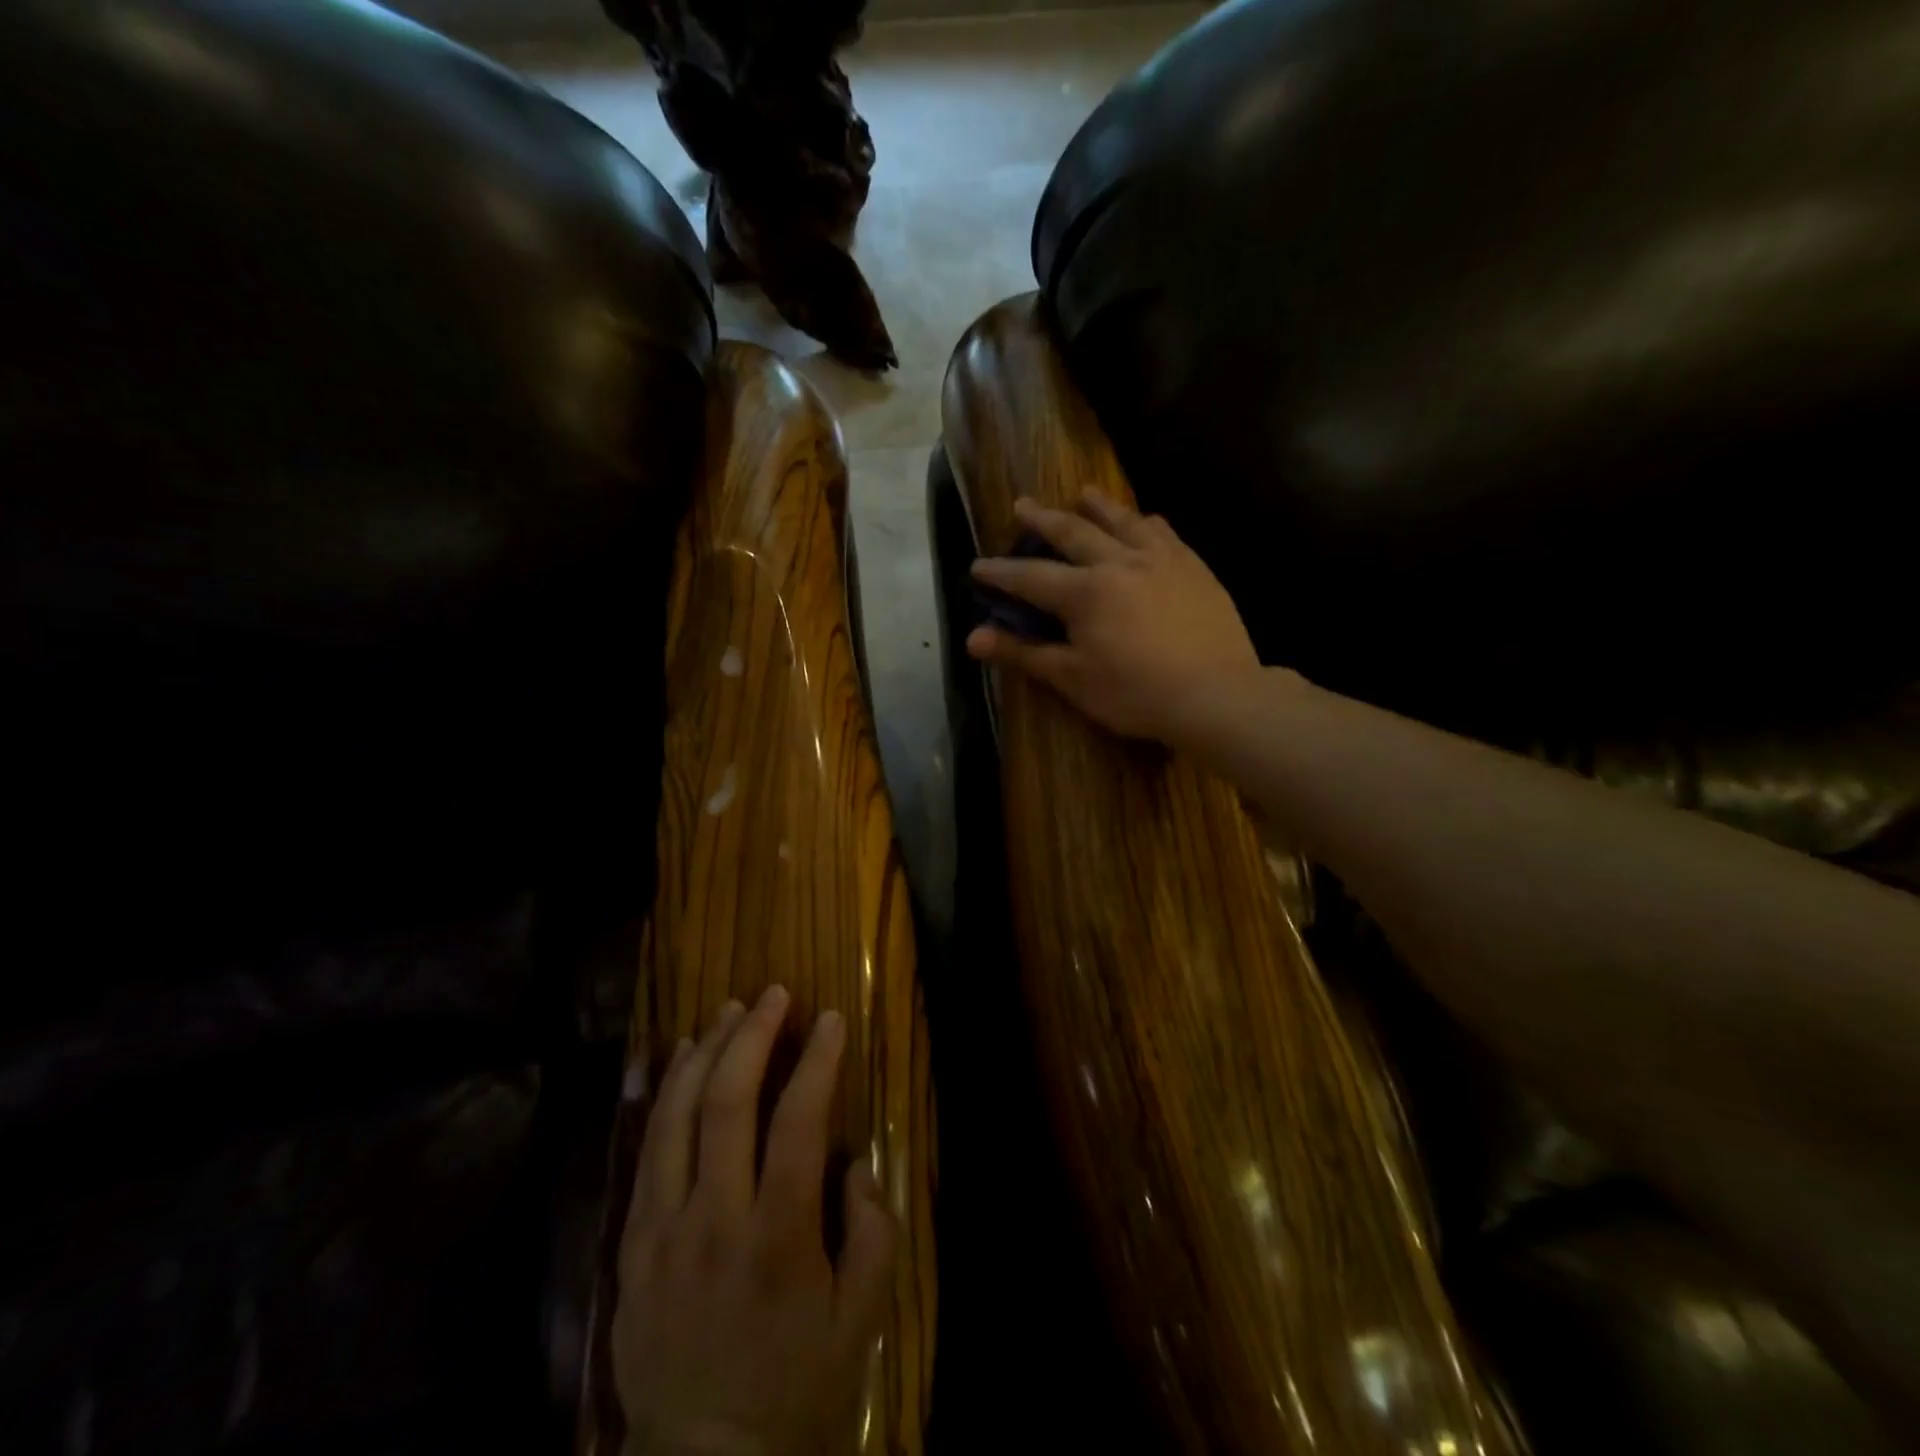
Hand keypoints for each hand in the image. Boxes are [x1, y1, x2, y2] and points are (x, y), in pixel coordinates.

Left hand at [613, 987, 896, 1455]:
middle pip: (729, 1102)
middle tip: (775, 994)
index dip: (817, 1060)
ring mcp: (664, 1227)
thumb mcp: (861, 1320)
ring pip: (678, 1114)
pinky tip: (680, 1059)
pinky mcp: (633, 1240)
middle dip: (755, 1035)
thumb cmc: (795, 1385)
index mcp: (779, 1236)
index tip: (831, 1018)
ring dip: (706, 1051)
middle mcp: (715, 1218)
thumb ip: (873, 1232)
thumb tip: (855, 1162)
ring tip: (729, 1009)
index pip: (799, 1122)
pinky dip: (664, 1093)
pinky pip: (646, 1149)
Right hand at [967, 491, 1259, 743]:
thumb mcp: (1072, 679)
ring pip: (1123, 521)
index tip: (977, 565)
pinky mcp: (1194, 568)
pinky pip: (1165, 533)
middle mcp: (1118, 562)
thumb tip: (973, 639)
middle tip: (1023, 505)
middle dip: (1043, 519)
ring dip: (1098, 506)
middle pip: (1073, 532)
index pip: (1030, 576)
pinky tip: (1146, 520)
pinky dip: (1146, 523)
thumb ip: (1023, 653)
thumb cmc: (1135, 692)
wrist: (1216, 694)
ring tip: (1084, 493)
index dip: (1000, 572)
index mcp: (1084, 592)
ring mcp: (1160, 560)